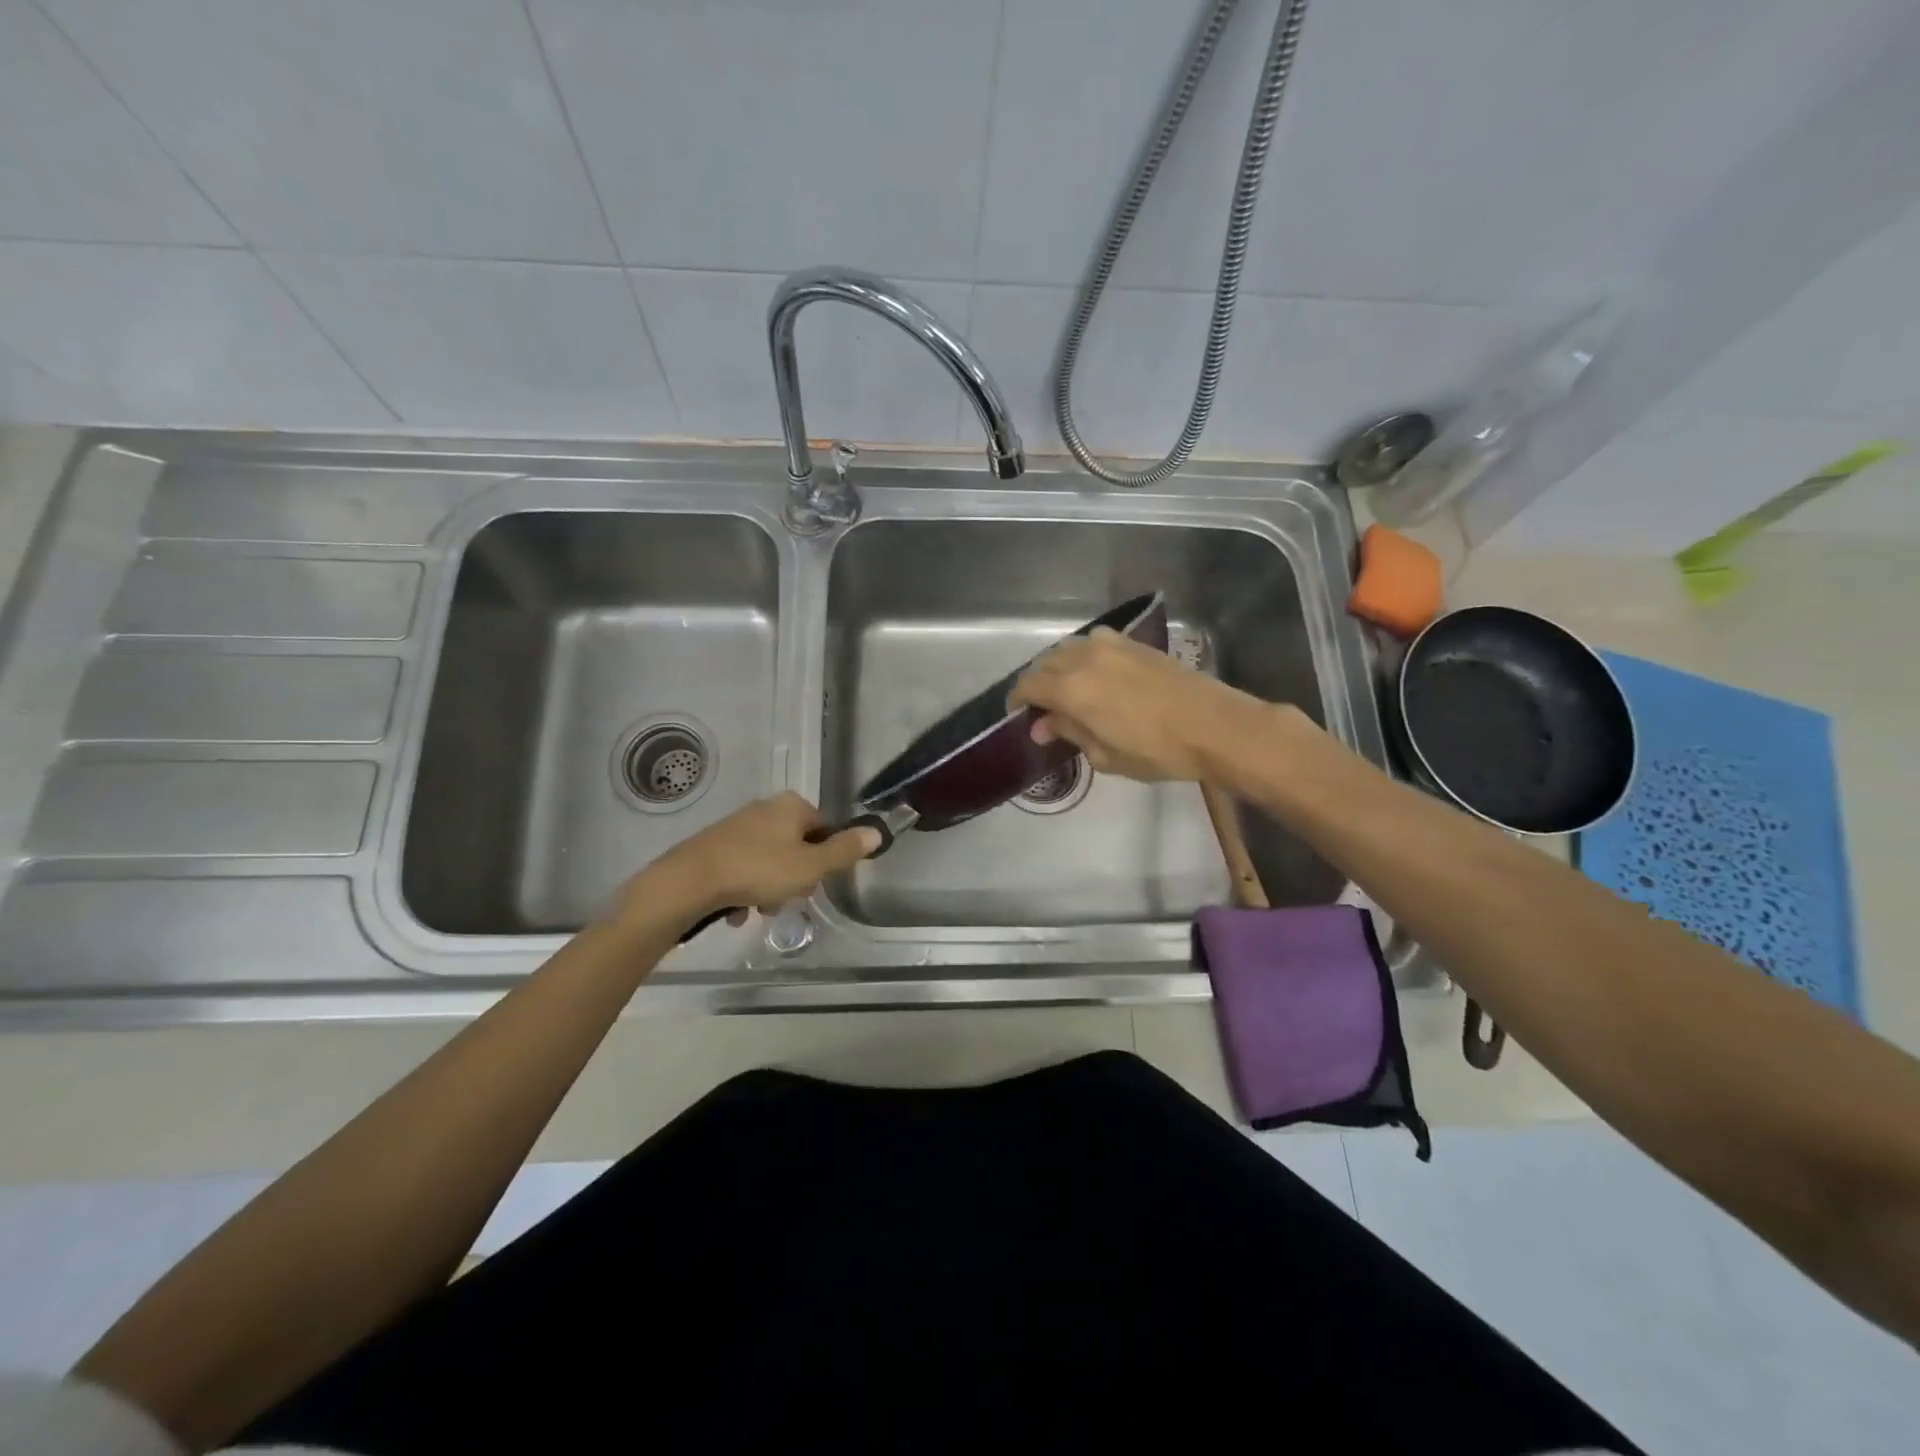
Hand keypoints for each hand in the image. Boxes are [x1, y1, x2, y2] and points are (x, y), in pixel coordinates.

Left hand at [614, 792, 880, 928]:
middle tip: (785, 899)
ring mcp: (736, 826)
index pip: (823, 829)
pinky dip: (744, 889)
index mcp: (791, 806)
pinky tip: (736, 911)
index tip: (813, 882)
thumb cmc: (758, 870)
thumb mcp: (810, 866)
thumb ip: (845, 850)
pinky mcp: (713, 846)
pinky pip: (742, 869)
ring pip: (768, 861)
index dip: (823, 859)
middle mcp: (764, 808)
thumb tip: (877, 832)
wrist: (688, 882)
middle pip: (796, 847)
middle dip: (794, 878)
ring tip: (757, 910)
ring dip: (769, 889)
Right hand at [1008, 627, 1270, 782]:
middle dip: (1038, 685)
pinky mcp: (1134, 643)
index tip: (1020, 717)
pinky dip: (1085, 655)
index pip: (1028, 686)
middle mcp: (1084, 658)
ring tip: (1069, 691)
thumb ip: (1069, 733)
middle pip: (1045, 663)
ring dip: (1060, 668)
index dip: (1017, 702)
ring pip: (1068, 648)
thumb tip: (1043, 726)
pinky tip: (1097, 674)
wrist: (1213, 725)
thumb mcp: (1105, 755)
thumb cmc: (1156, 751)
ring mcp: (1110, 645)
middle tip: (1046, 711)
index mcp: (1071, 689)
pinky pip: (1095, 641)